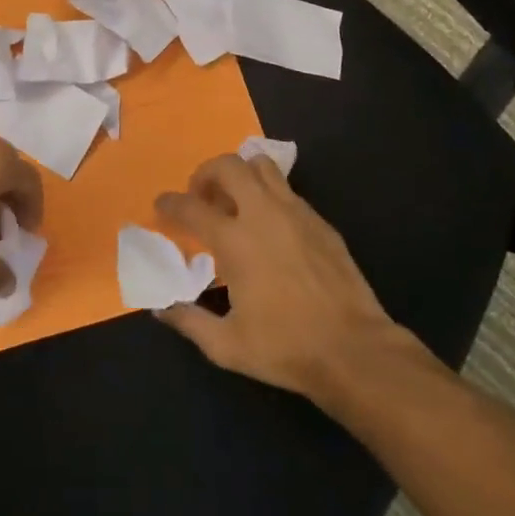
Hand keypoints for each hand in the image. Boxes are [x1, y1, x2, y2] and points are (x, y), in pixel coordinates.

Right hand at [155, 153, 422, 403]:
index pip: (191, 207)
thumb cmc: (285, 347)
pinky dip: (269, 195)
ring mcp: (295, 212)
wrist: (354, 349)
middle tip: (201, 195)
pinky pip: (287, 190)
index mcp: (234, 240)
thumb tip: (161, 308)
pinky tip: (269, 225)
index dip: (170, 203)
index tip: (162, 205)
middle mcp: (262, 214)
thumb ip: (189, 321)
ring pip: (262, 166)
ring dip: (241, 174)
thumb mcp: (227, 346)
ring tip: (235, 199)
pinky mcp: (319, 221)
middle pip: (228, 166)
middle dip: (207, 172)